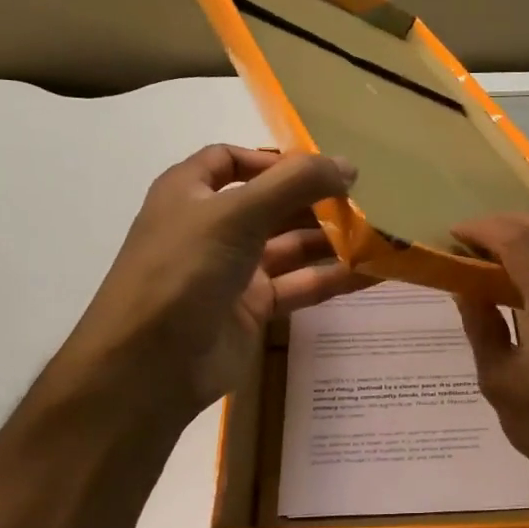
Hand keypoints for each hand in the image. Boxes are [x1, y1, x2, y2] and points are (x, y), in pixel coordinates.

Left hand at [46, 145, 367, 419]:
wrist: (150, 366)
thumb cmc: (184, 271)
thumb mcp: (237, 215)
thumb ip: (294, 184)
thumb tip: (348, 165)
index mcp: (190, 193)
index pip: (230, 160)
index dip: (272, 160)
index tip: (318, 169)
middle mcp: (211, 228)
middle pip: (270, 204)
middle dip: (314, 201)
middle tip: (364, 202)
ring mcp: (232, 271)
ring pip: (290, 247)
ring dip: (331, 240)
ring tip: (379, 235)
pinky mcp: (252, 310)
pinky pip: (299, 286)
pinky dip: (332, 278)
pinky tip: (371, 273)